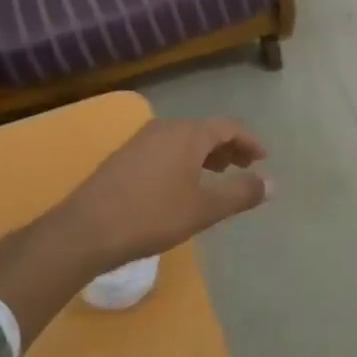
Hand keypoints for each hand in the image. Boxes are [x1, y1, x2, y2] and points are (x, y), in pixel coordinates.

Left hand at [0, 117, 269, 343]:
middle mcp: (165, 128)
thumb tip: (272, 183)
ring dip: (205, 154)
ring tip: (218, 174)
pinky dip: (184, 160)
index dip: (249, 141)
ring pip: (184, 139)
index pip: (228, 126)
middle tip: (244, 166)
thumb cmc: (152, 216)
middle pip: (205, 130)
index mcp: (188, 133)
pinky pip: (166, 149)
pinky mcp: (125, 156)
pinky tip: (182, 184)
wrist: (85, 230)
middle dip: (228, 147)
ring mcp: (141, 140)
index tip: (263, 158)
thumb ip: (240, 193)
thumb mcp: (203, 209)